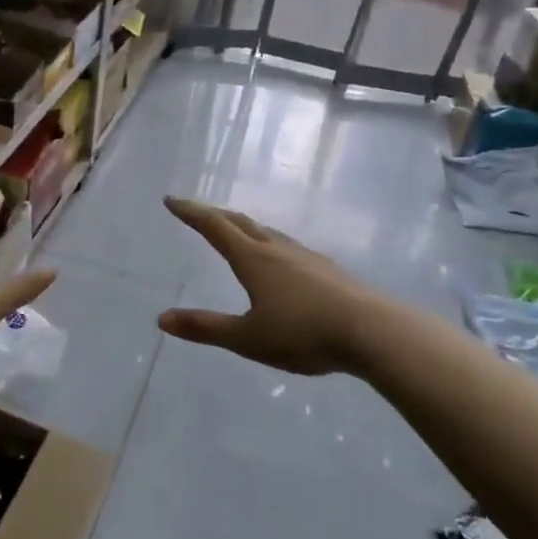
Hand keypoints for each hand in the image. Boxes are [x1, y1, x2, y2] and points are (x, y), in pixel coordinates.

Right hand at [159, 197, 378, 376]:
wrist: (374, 332)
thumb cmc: (304, 334)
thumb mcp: (248, 338)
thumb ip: (205, 328)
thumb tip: (162, 318)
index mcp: (252, 259)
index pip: (214, 227)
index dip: (191, 212)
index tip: (171, 200)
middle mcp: (277, 249)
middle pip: (240, 222)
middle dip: (215, 214)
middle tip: (197, 211)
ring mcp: (306, 256)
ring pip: (267, 232)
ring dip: (244, 226)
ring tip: (235, 230)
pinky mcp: (327, 269)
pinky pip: (288, 246)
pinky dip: (269, 242)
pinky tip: (279, 259)